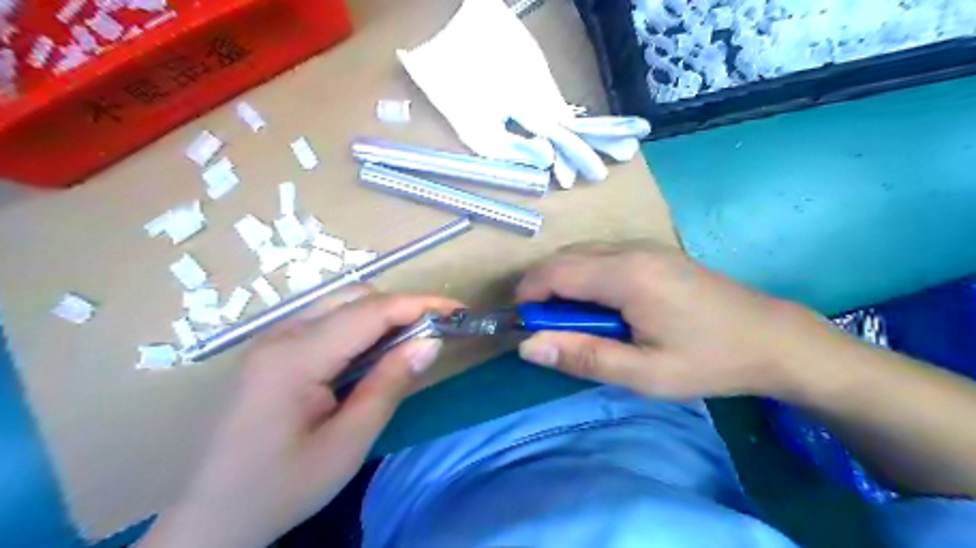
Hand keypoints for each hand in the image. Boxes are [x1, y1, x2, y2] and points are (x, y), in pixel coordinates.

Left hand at [142, 287, 460, 546]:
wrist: (210, 518)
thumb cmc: (282, 488)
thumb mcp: (347, 443)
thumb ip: (390, 384)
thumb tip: (430, 342)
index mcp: (295, 357)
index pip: (370, 311)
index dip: (419, 304)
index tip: (457, 310)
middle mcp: (280, 334)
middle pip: (354, 297)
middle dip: (402, 306)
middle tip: (434, 332)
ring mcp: (271, 338)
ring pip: (339, 303)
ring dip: (381, 314)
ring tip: (408, 342)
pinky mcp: (271, 349)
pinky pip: (325, 319)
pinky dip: (359, 325)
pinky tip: (371, 352)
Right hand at [515, 242, 833, 399]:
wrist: (772, 338)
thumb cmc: (708, 360)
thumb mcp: (644, 373)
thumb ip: (583, 357)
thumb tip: (529, 346)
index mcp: (626, 275)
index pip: (556, 272)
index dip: (529, 294)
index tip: (521, 323)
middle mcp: (631, 249)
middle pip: (565, 258)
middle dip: (543, 288)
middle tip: (546, 328)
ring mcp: (645, 245)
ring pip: (582, 254)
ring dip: (563, 282)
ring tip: (571, 321)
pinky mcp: (654, 251)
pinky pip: (602, 255)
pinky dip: (585, 276)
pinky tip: (599, 305)